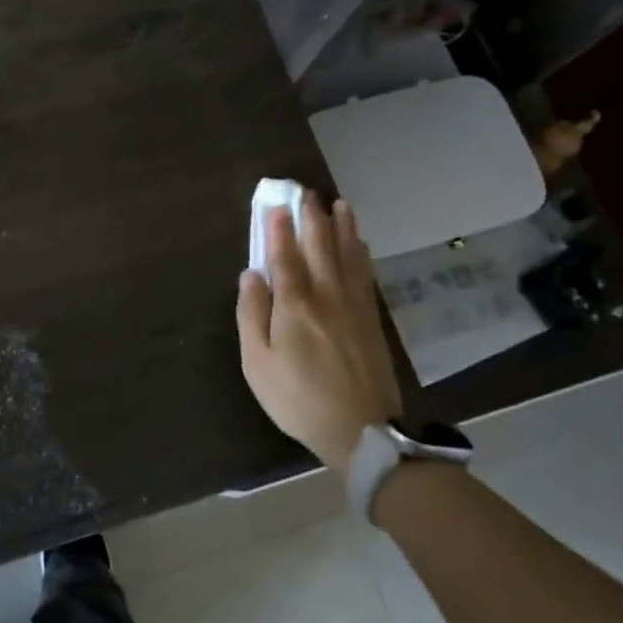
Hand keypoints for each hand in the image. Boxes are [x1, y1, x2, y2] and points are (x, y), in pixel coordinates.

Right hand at [237, 192, 401, 470]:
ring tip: (338, 204)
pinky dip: (361, 253)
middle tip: (306, 192)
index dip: (279, 229)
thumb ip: (252, 314)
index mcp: (295, 305)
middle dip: (312, 218)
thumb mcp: (258, 363)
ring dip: (342, 227)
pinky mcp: (372, 319)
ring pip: (348, 255)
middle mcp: (327, 295)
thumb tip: (251, 274)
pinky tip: (360, 243)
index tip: (276, 204)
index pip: (285, 256)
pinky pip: (366, 274)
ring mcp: (354, 306)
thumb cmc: (297, 399)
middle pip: (321, 247)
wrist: (361, 429)